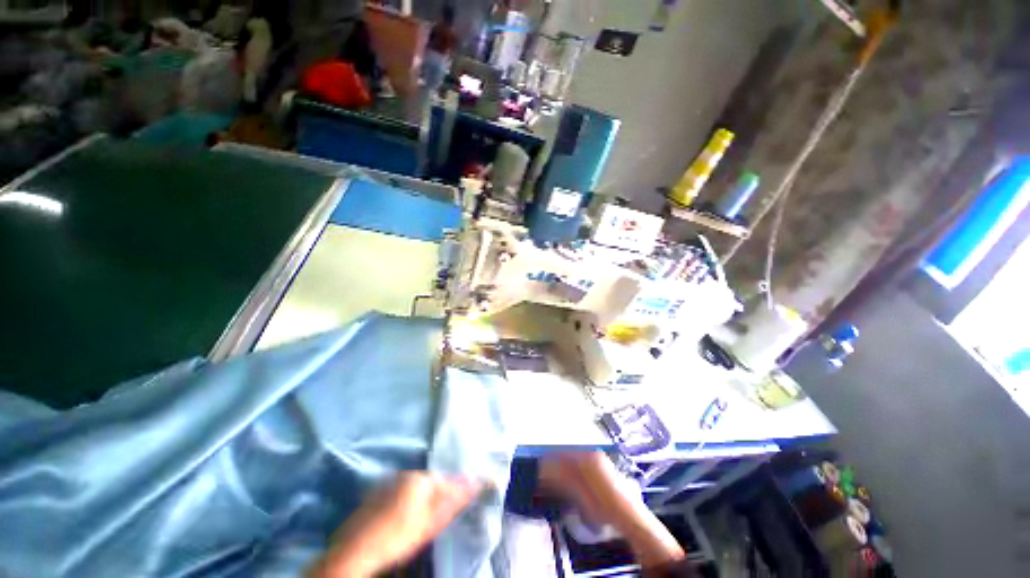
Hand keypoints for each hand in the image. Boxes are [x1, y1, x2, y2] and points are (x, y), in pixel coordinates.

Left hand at [309, 472, 482, 577]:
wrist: (357, 549)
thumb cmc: (399, 536)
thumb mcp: (431, 521)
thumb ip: (453, 500)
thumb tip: (475, 483)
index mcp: (421, 479)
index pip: (446, 480)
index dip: (454, 491)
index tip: (461, 500)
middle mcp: (406, 474)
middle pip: (430, 482)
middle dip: (436, 495)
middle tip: (437, 516)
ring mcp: (390, 482)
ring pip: (414, 487)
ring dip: (421, 498)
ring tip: (419, 519)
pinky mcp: (377, 492)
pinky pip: (400, 491)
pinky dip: (406, 500)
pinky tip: (401, 517)